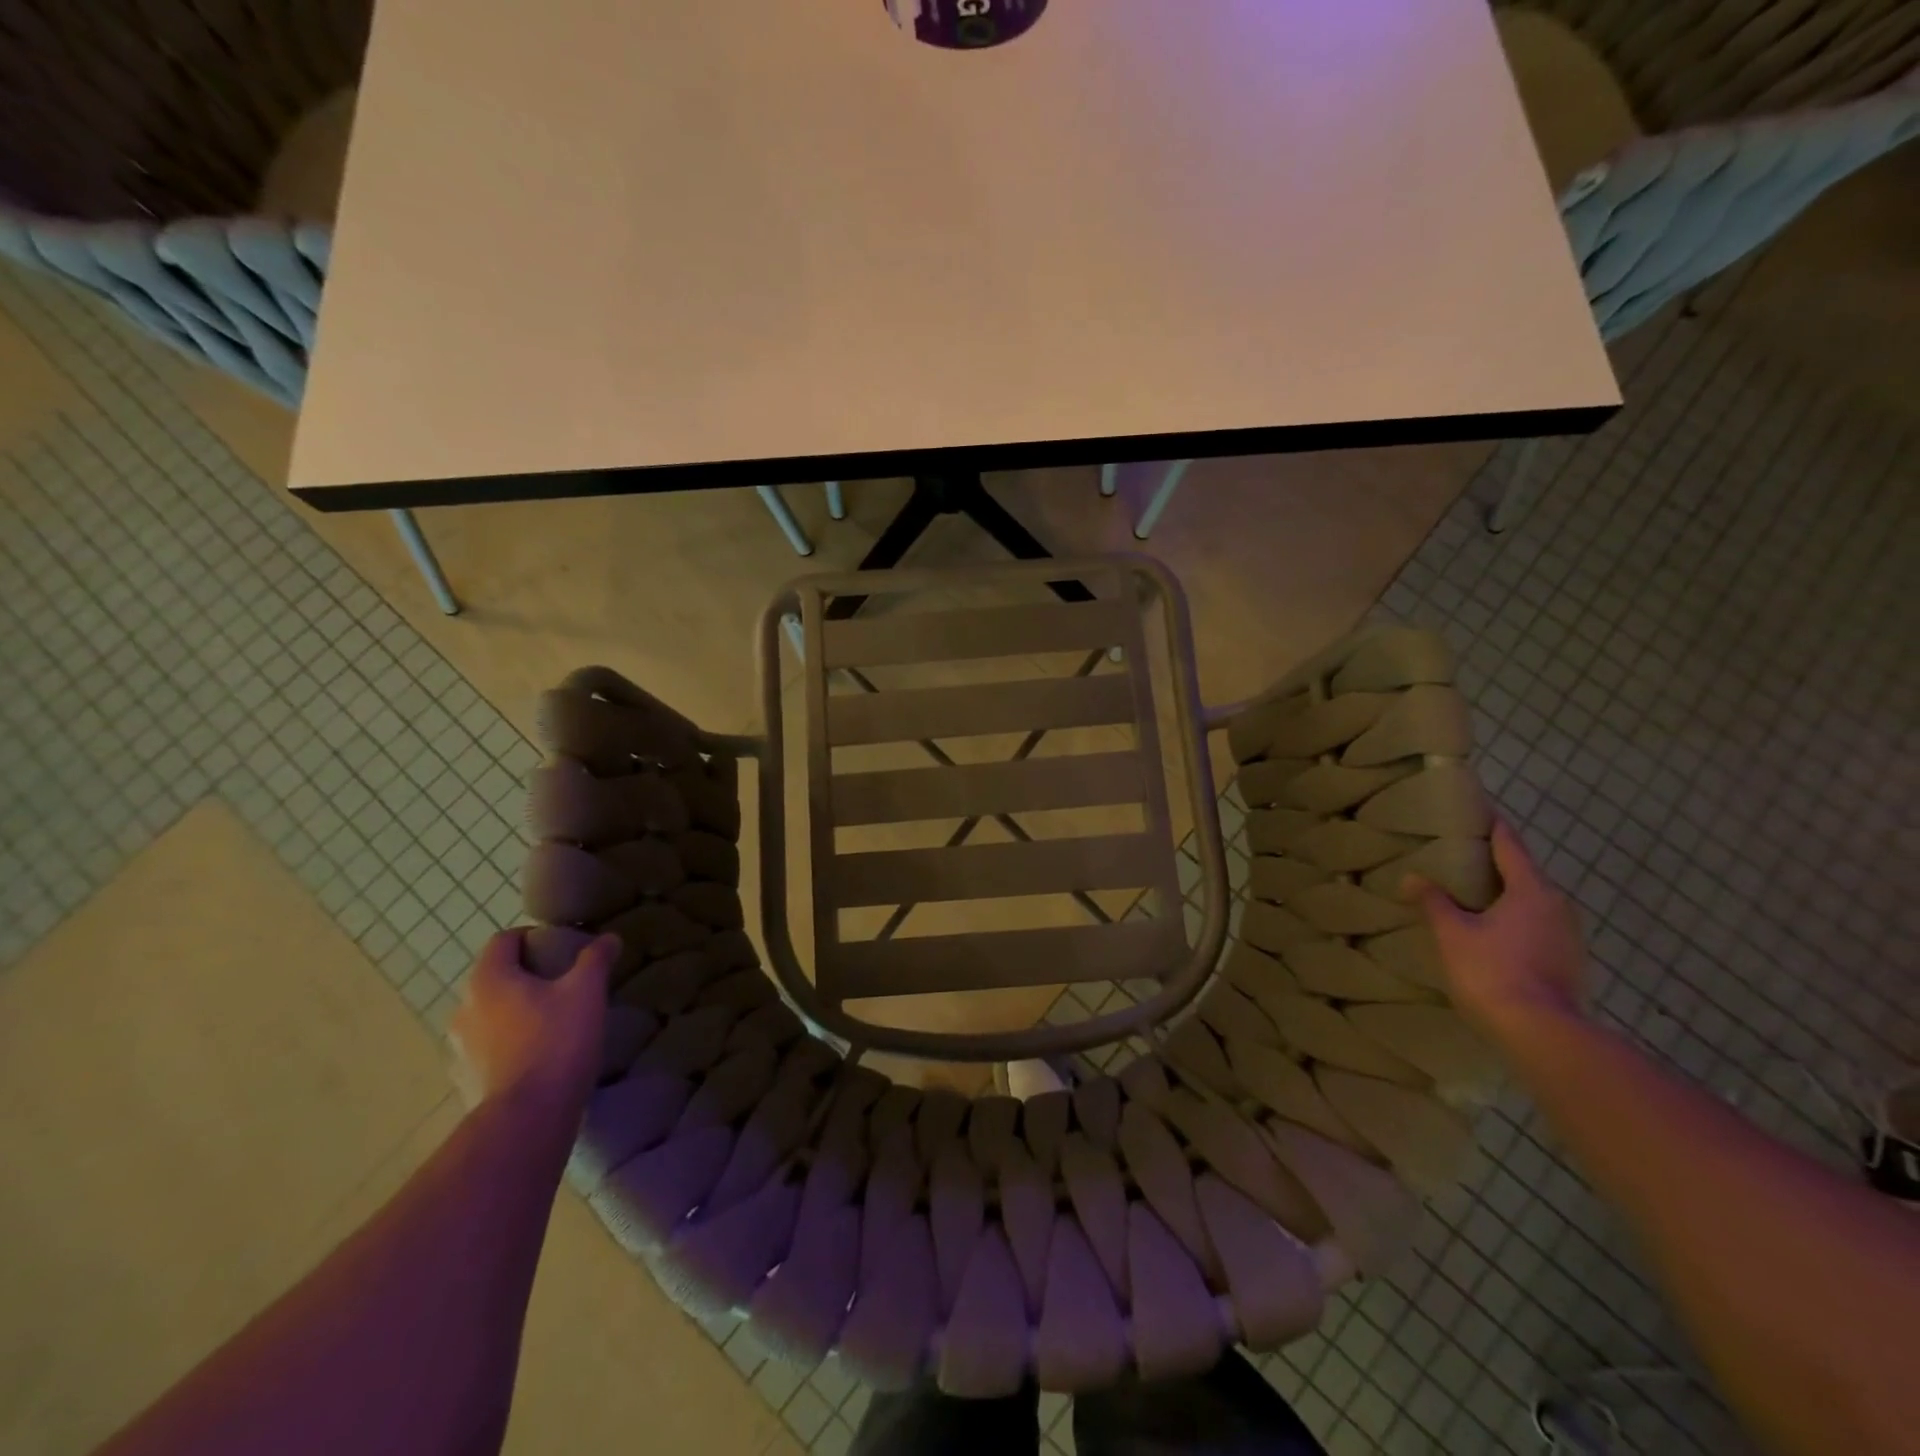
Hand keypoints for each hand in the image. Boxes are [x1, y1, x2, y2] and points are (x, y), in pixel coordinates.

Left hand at [449, 929, 617, 1121]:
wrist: (528, 1117)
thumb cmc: (556, 1041)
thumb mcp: (587, 991)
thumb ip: (595, 959)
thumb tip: (608, 938)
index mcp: (489, 980)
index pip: (503, 940)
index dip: (531, 937)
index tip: (558, 947)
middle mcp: (464, 1009)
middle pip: (494, 978)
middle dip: (525, 976)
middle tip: (561, 985)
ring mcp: (459, 1048)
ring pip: (488, 1015)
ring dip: (513, 1012)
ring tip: (549, 1023)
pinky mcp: (464, 1081)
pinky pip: (486, 1050)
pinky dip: (507, 1045)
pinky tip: (536, 1057)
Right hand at [1406, 820, 1590, 1041]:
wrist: (1542, 1033)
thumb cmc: (1493, 970)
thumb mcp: (1453, 933)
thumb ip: (1434, 902)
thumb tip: (1413, 877)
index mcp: (1531, 889)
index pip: (1510, 845)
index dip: (1493, 826)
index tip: (1480, 809)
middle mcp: (1558, 905)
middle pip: (1524, 874)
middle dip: (1495, 864)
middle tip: (1462, 857)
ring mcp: (1570, 937)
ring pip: (1532, 903)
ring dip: (1506, 897)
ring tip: (1473, 896)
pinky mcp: (1570, 964)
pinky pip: (1537, 928)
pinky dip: (1515, 922)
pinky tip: (1493, 933)